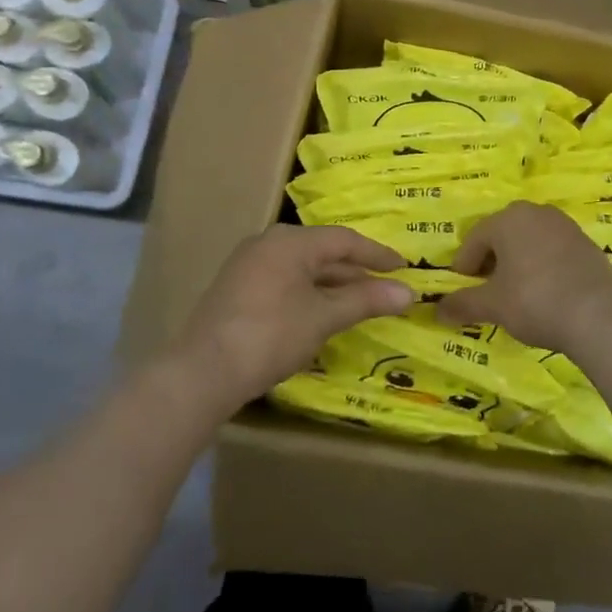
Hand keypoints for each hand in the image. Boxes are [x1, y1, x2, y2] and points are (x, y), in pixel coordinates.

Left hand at [171, 225, 414, 412]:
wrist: (203, 372)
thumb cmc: (271, 335)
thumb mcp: (324, 317)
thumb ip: (366, 300)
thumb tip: (409, 292)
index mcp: (290, 241)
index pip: (344, 240)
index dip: (377, 254)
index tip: (404, 267)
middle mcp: (268, 243)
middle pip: (323, 251)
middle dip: (355, 272)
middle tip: (385, 288)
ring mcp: (249, 265)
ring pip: (303, 268)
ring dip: (333, 285)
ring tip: (360, 304)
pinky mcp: (238, 288)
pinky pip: (285, 281)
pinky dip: (309, 293)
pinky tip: (322, 314)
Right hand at [435, 201, 611, 353]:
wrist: (598, 315)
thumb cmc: (534, 301)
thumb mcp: (492, 306)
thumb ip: (462, 304)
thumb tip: (437, 310)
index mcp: (509, 219)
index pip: (475, 238)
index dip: (465, 265)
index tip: (463, 289)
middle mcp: (537, 212)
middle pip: (503, 234)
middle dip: (492, 259)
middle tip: (487, 288)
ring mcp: (566, 226)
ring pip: (530, 240)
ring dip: (518, 261)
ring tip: (516, 291)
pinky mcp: (587, 244)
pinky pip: (554, 250)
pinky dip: (543, 266)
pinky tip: (545, 292)